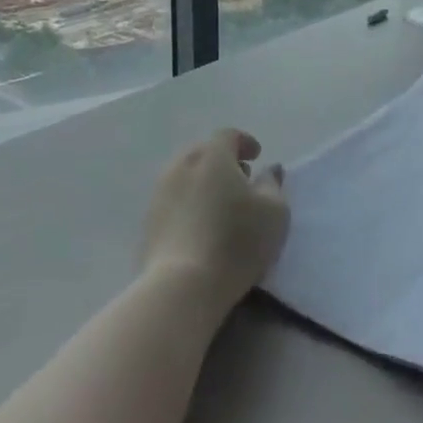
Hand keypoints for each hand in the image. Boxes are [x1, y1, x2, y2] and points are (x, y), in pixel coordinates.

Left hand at [142, 129, 288, 309]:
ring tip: (221, 204)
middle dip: (223, 160)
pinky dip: (190, 202)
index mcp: (212, 156)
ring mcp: (160, 193)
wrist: (182, 287)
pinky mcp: (149, 221)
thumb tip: (269, 170)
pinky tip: (202, 224)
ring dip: (204, 181)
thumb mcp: (274, 212)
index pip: (228, 135)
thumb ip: (273, 184)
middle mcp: (182, 166)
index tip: (257, 156)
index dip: (244, 142)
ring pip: (185, 175)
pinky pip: (174, 199)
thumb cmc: (237, 242)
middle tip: (241, 179)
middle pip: (203, 152)